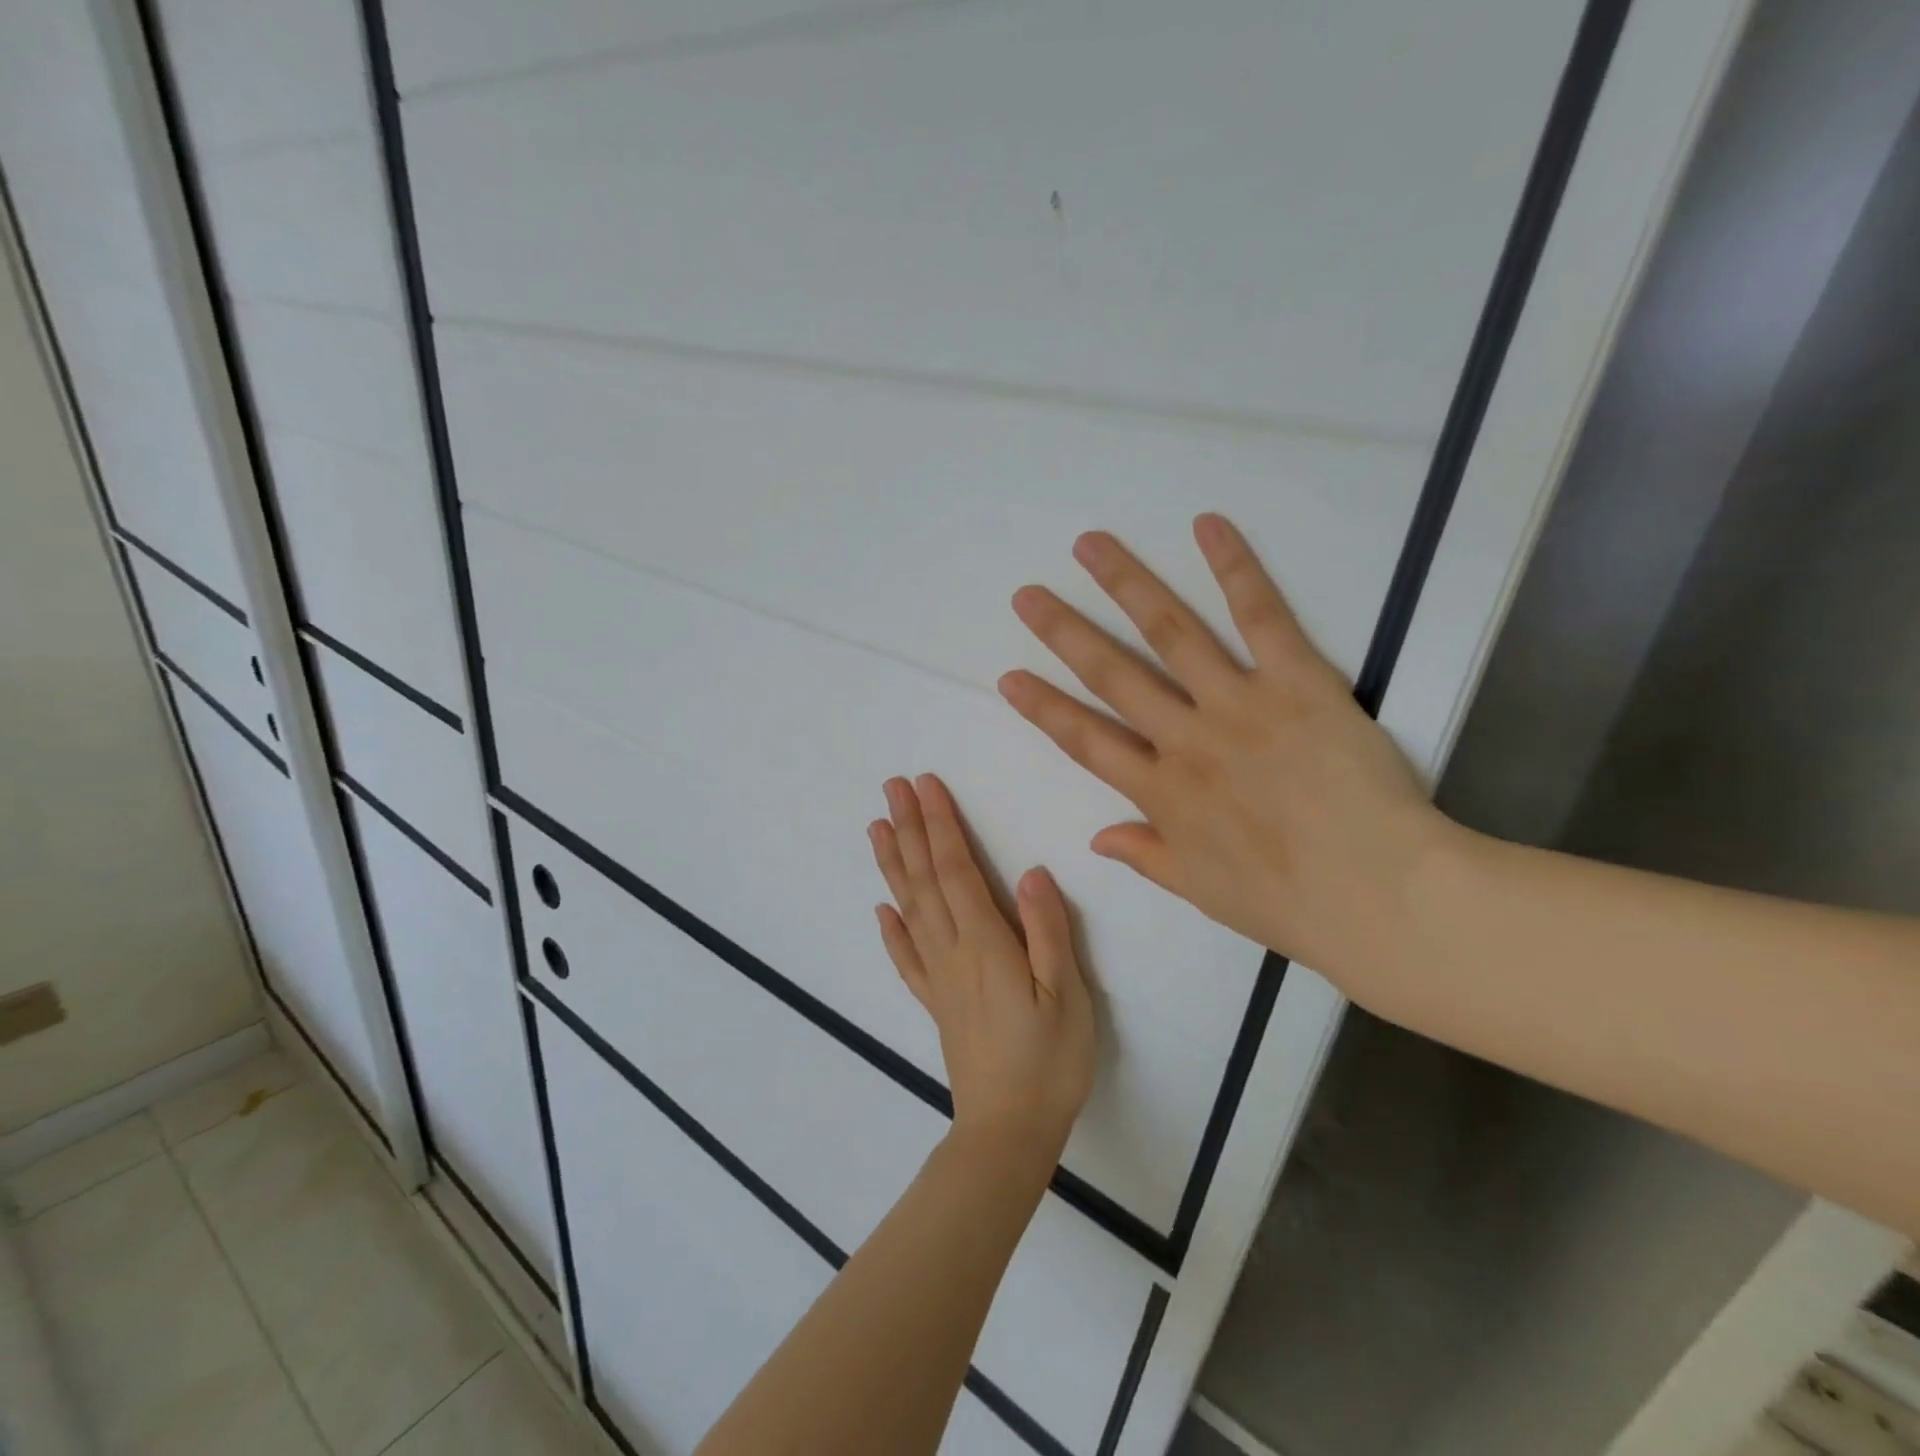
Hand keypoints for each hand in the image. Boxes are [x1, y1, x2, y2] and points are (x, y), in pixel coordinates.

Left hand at [869, 774, 1096, 1170]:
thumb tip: (1031, 872)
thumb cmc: (1049, 1061)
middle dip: (910, 829)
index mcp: (985, 944)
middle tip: (891, 787)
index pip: (955, 870)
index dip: (940, 825)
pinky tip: (882, 910)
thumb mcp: (1066, 994)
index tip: (925, 786)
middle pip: (924, 880)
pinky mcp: (935, 1003)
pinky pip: (906, 958)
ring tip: (877, 829)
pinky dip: (891, 929)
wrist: (1009, 1132)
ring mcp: (938, 978)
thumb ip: (1048, 931)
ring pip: (909, 909)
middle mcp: (952, 952)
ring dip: (893, 865)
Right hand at [999, 514, 1460, 999]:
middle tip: (1028, 595)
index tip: (1009, 677)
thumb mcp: (1201, 891)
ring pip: (1170, 634)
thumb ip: (1146, 855)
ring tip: (1090, 546)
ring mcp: (1238, 704)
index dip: (1044, 708)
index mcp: (1161, 793)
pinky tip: (1206, 526)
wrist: (1379, 894)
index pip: (1085, 741)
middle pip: (1112, 675)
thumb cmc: (1288, 902)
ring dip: (1126, 586)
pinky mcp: (1297, 682)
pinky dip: (1234, 568)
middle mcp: (1186, 739)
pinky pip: (1261, 617)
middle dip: (1064, 633)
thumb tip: (1096, 838)